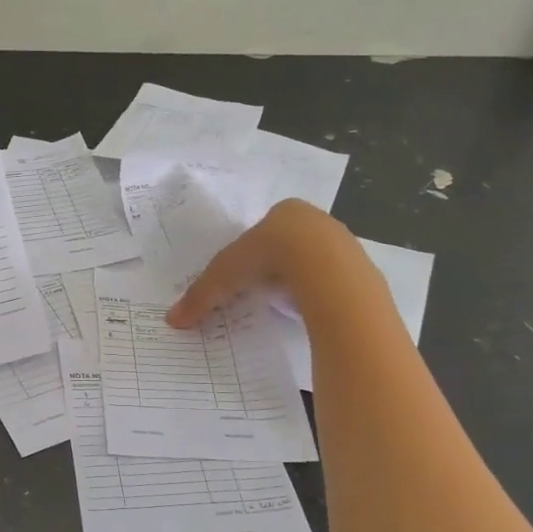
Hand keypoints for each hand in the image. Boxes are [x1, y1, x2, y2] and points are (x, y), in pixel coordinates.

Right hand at [166, 199, 362, 327]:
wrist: (326, 268)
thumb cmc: (270, 256)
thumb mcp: (225, 275)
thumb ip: (201, 295)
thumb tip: (172, 320)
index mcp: (285, 211)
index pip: (266, 228)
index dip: (254, 249)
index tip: (245, 272)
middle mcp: (316, 221)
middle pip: (293, 243)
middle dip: (279, 264)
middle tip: (263, 288)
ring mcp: (343, 243)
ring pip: (317, 262)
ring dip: (302, 279)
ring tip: (287, 303)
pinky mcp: (360, 268)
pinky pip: (336, 282)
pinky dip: (322, 294)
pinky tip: (311, 309)